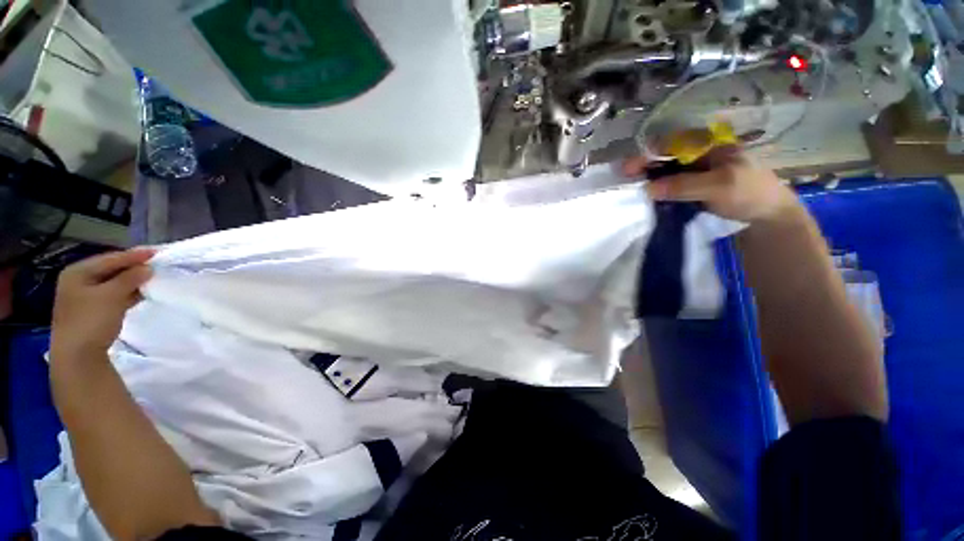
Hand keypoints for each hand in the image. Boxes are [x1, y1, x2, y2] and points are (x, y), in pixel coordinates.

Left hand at [52, 249, 153, 359]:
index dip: (134, 255)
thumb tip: (148, 267)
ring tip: (151, 279)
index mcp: (77, 272)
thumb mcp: (112, 295)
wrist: (78, 355)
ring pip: (112, 283)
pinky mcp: (91, 311)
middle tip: (155, 265)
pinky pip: (112, 295)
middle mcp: (78, 280)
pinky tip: (139, 293)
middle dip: (132, 268)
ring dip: (131, 281)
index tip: (157, 253)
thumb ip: (130, 278)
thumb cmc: (91, 320)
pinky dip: (126, 292)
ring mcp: (83, 297)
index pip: (110, 259)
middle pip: (110, 269)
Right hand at [623, 146, 800, 223]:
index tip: (628, 168)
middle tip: (623, 178)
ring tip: (629, 189)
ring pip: (664, 171)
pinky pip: (668, 186)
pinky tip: (645, 197)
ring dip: (647, 179)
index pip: (672, 143)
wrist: (766, 216)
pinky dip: (656, 191)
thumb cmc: (749, 193)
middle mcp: (698, 155)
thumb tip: (647, 189)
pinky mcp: (690, 187)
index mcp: (708, 145)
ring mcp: (694, 172)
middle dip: (643, 166)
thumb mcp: (720, 186)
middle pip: (665, 157)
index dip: (649, 153)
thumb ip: (684, 185)